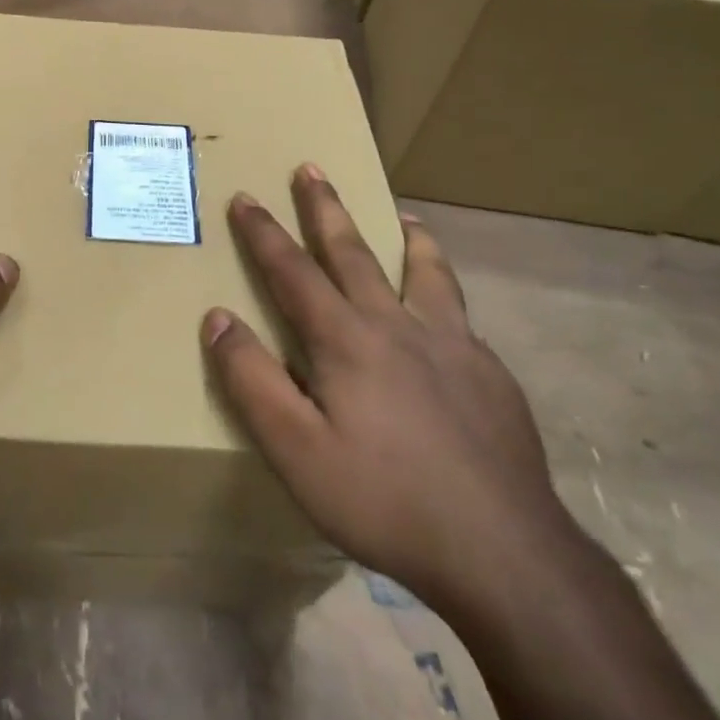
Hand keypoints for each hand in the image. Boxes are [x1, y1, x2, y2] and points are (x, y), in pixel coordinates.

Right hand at [202, 167, 566, 617]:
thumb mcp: (295, 449)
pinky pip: (461, 315)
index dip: (264, 233)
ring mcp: (453, 346)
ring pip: (425, 273)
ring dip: (406, 238)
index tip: (245, 197)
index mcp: (346, 340)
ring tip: (404, 213)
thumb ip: (252, 379)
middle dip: (326, 209)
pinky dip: (447, 292)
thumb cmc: (383, 499)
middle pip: (354, 253)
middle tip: (312, 168)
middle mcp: (398, 326)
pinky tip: (450, 311)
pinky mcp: (491, 375)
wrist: (503, 551)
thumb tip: (217, 317)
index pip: (293, 271)